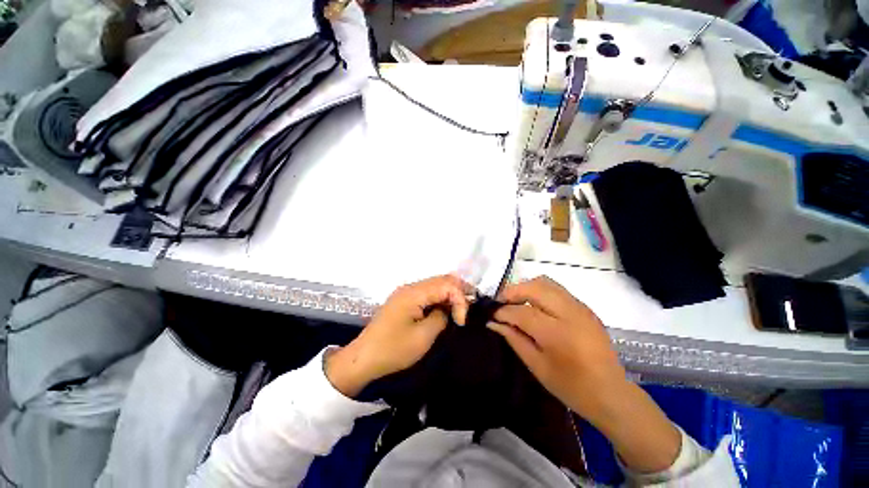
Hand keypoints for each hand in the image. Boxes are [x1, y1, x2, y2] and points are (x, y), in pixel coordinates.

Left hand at [325, 275, 470, 397]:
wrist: (363, 358)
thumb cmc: (393, 349)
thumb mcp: (423, 337)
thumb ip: (441, 317)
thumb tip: (448, 309)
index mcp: (414, 293)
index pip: (446, 284)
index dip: (460, 299)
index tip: (461, 321)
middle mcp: (410, 287)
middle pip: (441, 279)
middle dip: (458, 292)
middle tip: (468, 309)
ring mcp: (405, 292)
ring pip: (434, 285)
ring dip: (449, 294)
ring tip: (460, 309)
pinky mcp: (403, 300)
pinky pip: (426, 293)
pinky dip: (439, 298)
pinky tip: (444, 309)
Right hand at [488, 276, 680, 472]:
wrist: (611, 393)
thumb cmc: (571, 387)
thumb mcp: (536, 366)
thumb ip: (513, 339)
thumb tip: (493, 322)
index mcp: (557, 334)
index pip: (522, 311)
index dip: (503, 311)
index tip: (491, 314)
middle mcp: (570, 313)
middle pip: (534, 287)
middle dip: (512, 291)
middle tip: (501, 302)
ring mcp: (580, 307)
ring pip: (545, 282)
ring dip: (525, 287)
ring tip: (515, 300)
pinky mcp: (584, 307)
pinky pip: (556, 288)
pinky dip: (539, 290)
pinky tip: (534, 304)